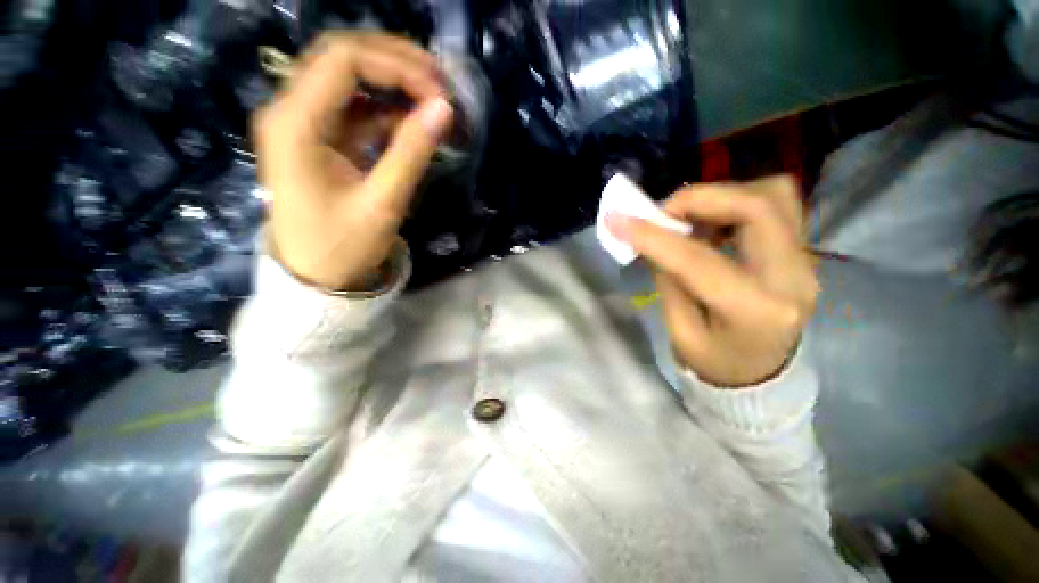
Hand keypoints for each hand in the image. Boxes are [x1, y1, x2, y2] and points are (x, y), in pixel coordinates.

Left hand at [254, 32, 453, 289]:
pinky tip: (414, 122)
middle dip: (395, 62)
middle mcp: (291, 111)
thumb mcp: (382, 203)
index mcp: (296, 124)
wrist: (316, 276)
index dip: (396, 64)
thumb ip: (411, 153)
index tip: (438, 90)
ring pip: (349, 78)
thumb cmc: (343, 247)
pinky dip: (387, 109)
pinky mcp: (319, 138)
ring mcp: (304, 122)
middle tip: (439, 83)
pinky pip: (354, 108)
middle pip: (342, 58)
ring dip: (393, 82)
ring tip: (433, 99)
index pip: (344, 61)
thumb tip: (444, 109)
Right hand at [607, 176, 818, 387]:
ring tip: (688, 216)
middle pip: (757, 207)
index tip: (618, 220)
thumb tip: (652, 236)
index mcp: (755, 312)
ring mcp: (805, 259)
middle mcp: (793, 277)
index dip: (655, 237)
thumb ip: (669, 279)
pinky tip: (711, 221)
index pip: (700, 261)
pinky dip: (736, 200)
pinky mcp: (800, 249)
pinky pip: (775, 202)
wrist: (760, 372)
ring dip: (721, 196)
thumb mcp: (680, 331)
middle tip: (662, 213)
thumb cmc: (714, 361)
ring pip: (772, 194)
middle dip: (699, 199)